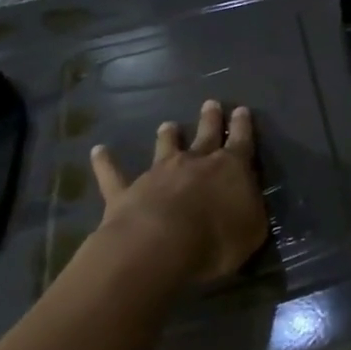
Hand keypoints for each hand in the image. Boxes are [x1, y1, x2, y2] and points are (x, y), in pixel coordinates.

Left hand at [85, 100, 267, 285]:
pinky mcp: (127, 192)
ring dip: (166, 136)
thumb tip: (248, 197)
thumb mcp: (253, 229)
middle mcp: (195, 162)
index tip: (241, 110)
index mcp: (230, 168)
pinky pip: (113, 174)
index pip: (241, 141)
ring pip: (164, 147)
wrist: (160, 246)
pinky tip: (98, 151)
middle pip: (205, 135)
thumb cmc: (216, 239)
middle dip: (210, 119)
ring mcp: (159, 174)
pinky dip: (105, 162)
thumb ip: (252, 208)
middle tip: (210, 103)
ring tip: (167, 125)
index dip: (242, 126)